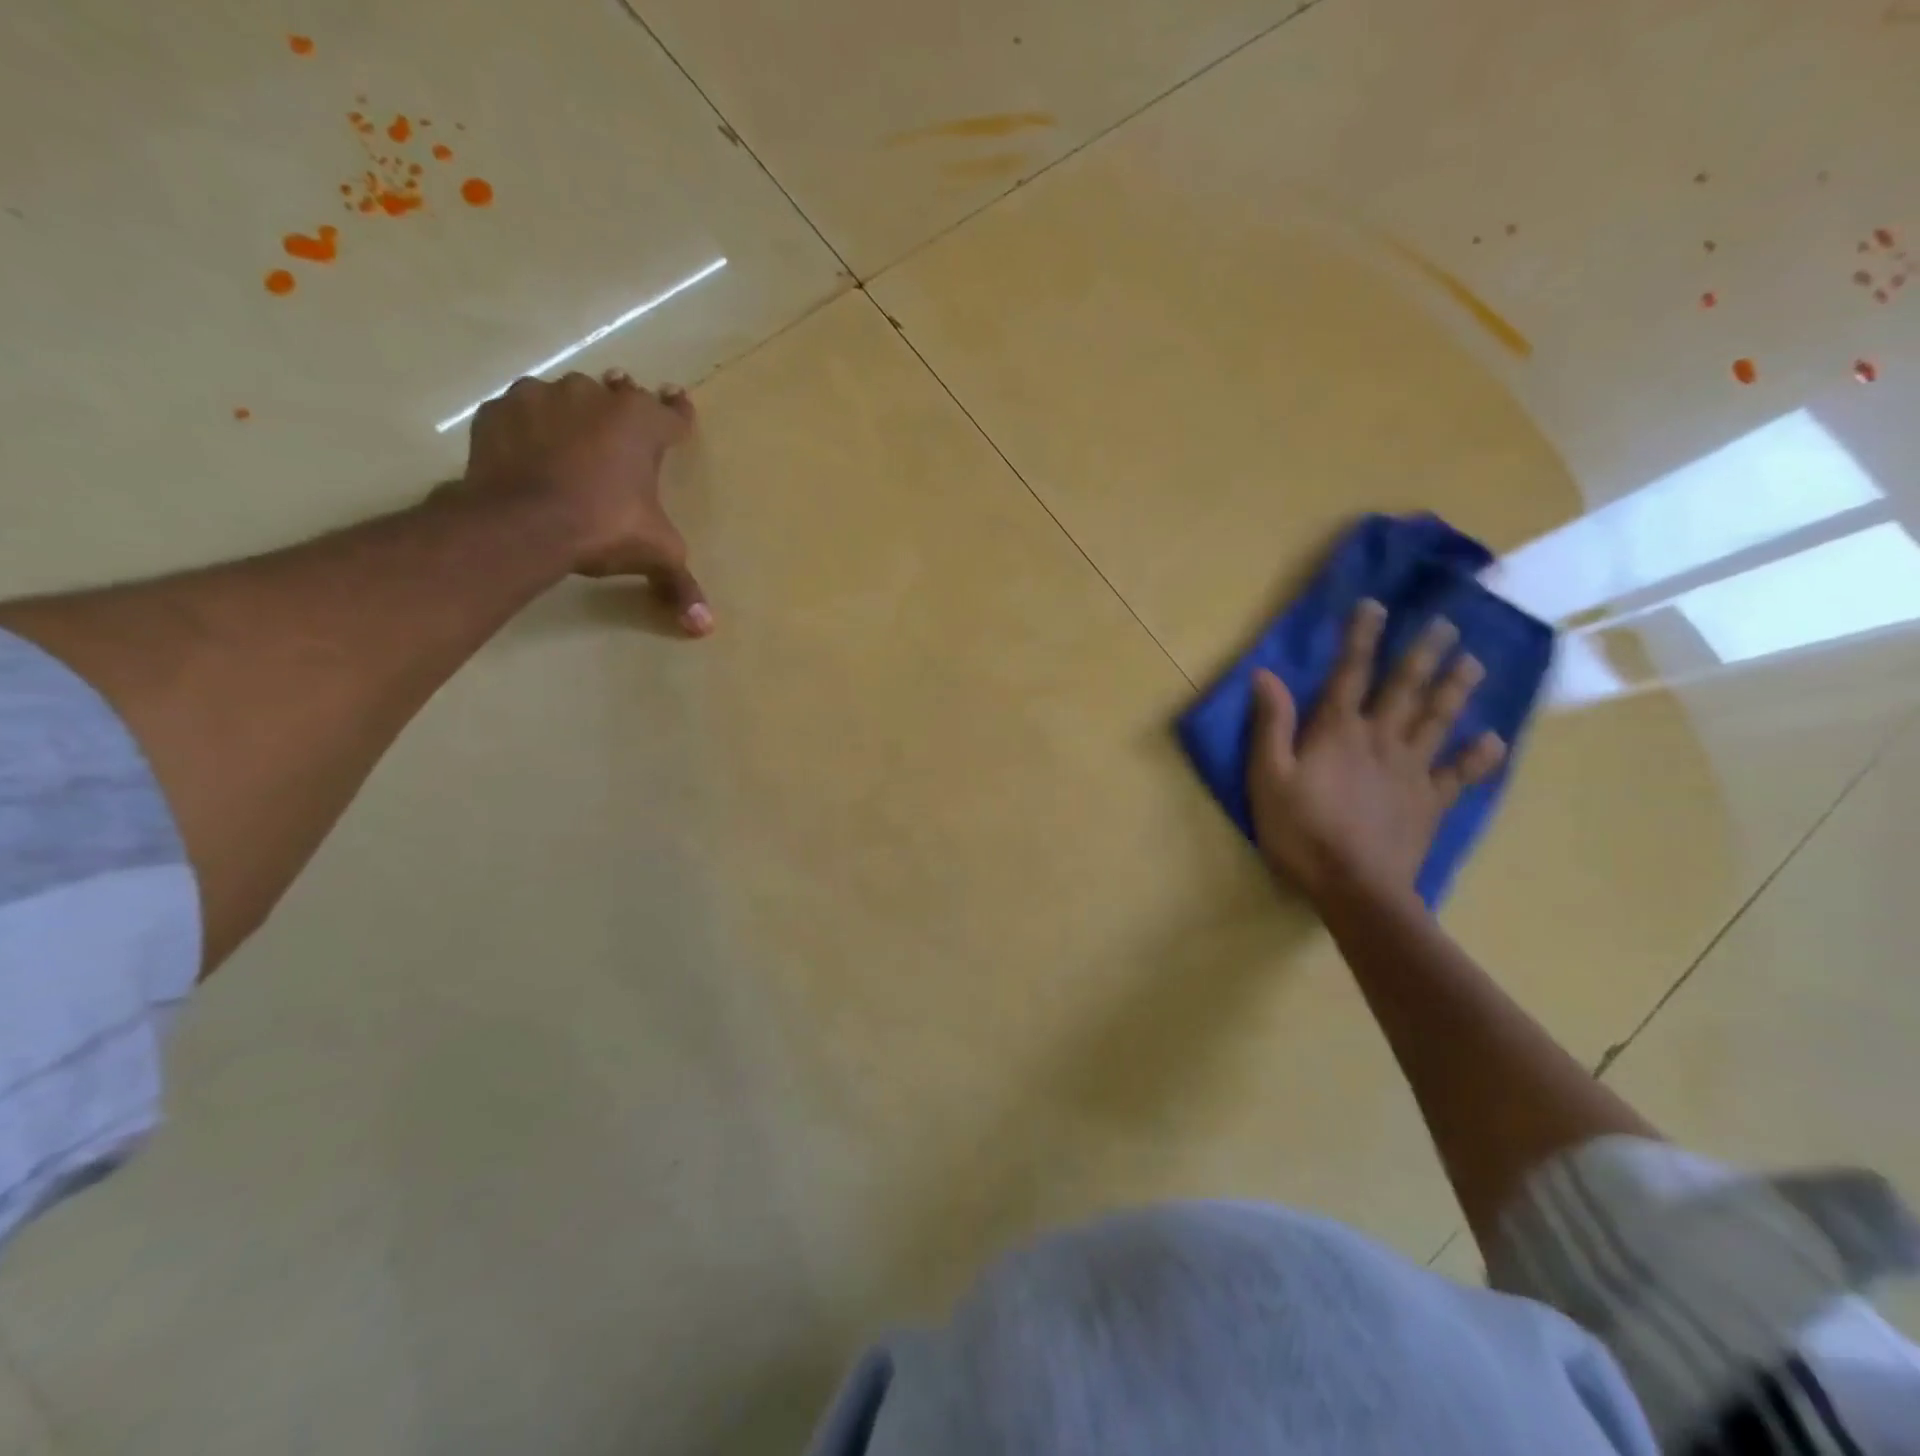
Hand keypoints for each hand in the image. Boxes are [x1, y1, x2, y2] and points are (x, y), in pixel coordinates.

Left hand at [463, 368, 711, 635]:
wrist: (522, 522)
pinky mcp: (500, 410)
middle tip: (622, 415)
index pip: (672, 413)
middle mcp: (596, 397)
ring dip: (574, 413)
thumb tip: (704, 627)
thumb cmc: (604, 527)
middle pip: (618, 393)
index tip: (679, 403)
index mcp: (642, 424)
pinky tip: (529, 449)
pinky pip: (522, 411)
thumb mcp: (655, 556)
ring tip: (572, 438)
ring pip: (567, 397)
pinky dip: (529, 426)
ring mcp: (543, 397)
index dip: (679, 413)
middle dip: (623, 403)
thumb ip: (680, 584)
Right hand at [1246, 600, 1506, 905]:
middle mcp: (1381, 740)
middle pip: (1405, 689)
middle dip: (1423, 653)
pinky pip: (1459, 774)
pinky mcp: (1431, 802)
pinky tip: (1493, 739)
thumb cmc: (1301, 831)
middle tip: (1447, 624)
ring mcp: (1412, 770)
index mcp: (1338, 732)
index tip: (1376, 606)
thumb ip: (1270, 726)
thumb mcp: (1268, 778)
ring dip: (1456, 689)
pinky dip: (1478, 756)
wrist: (1355, 888)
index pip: (1349, 674)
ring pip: (1438, 720)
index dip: (1361, 638)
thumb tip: (1265, 675)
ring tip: (1474, 662)